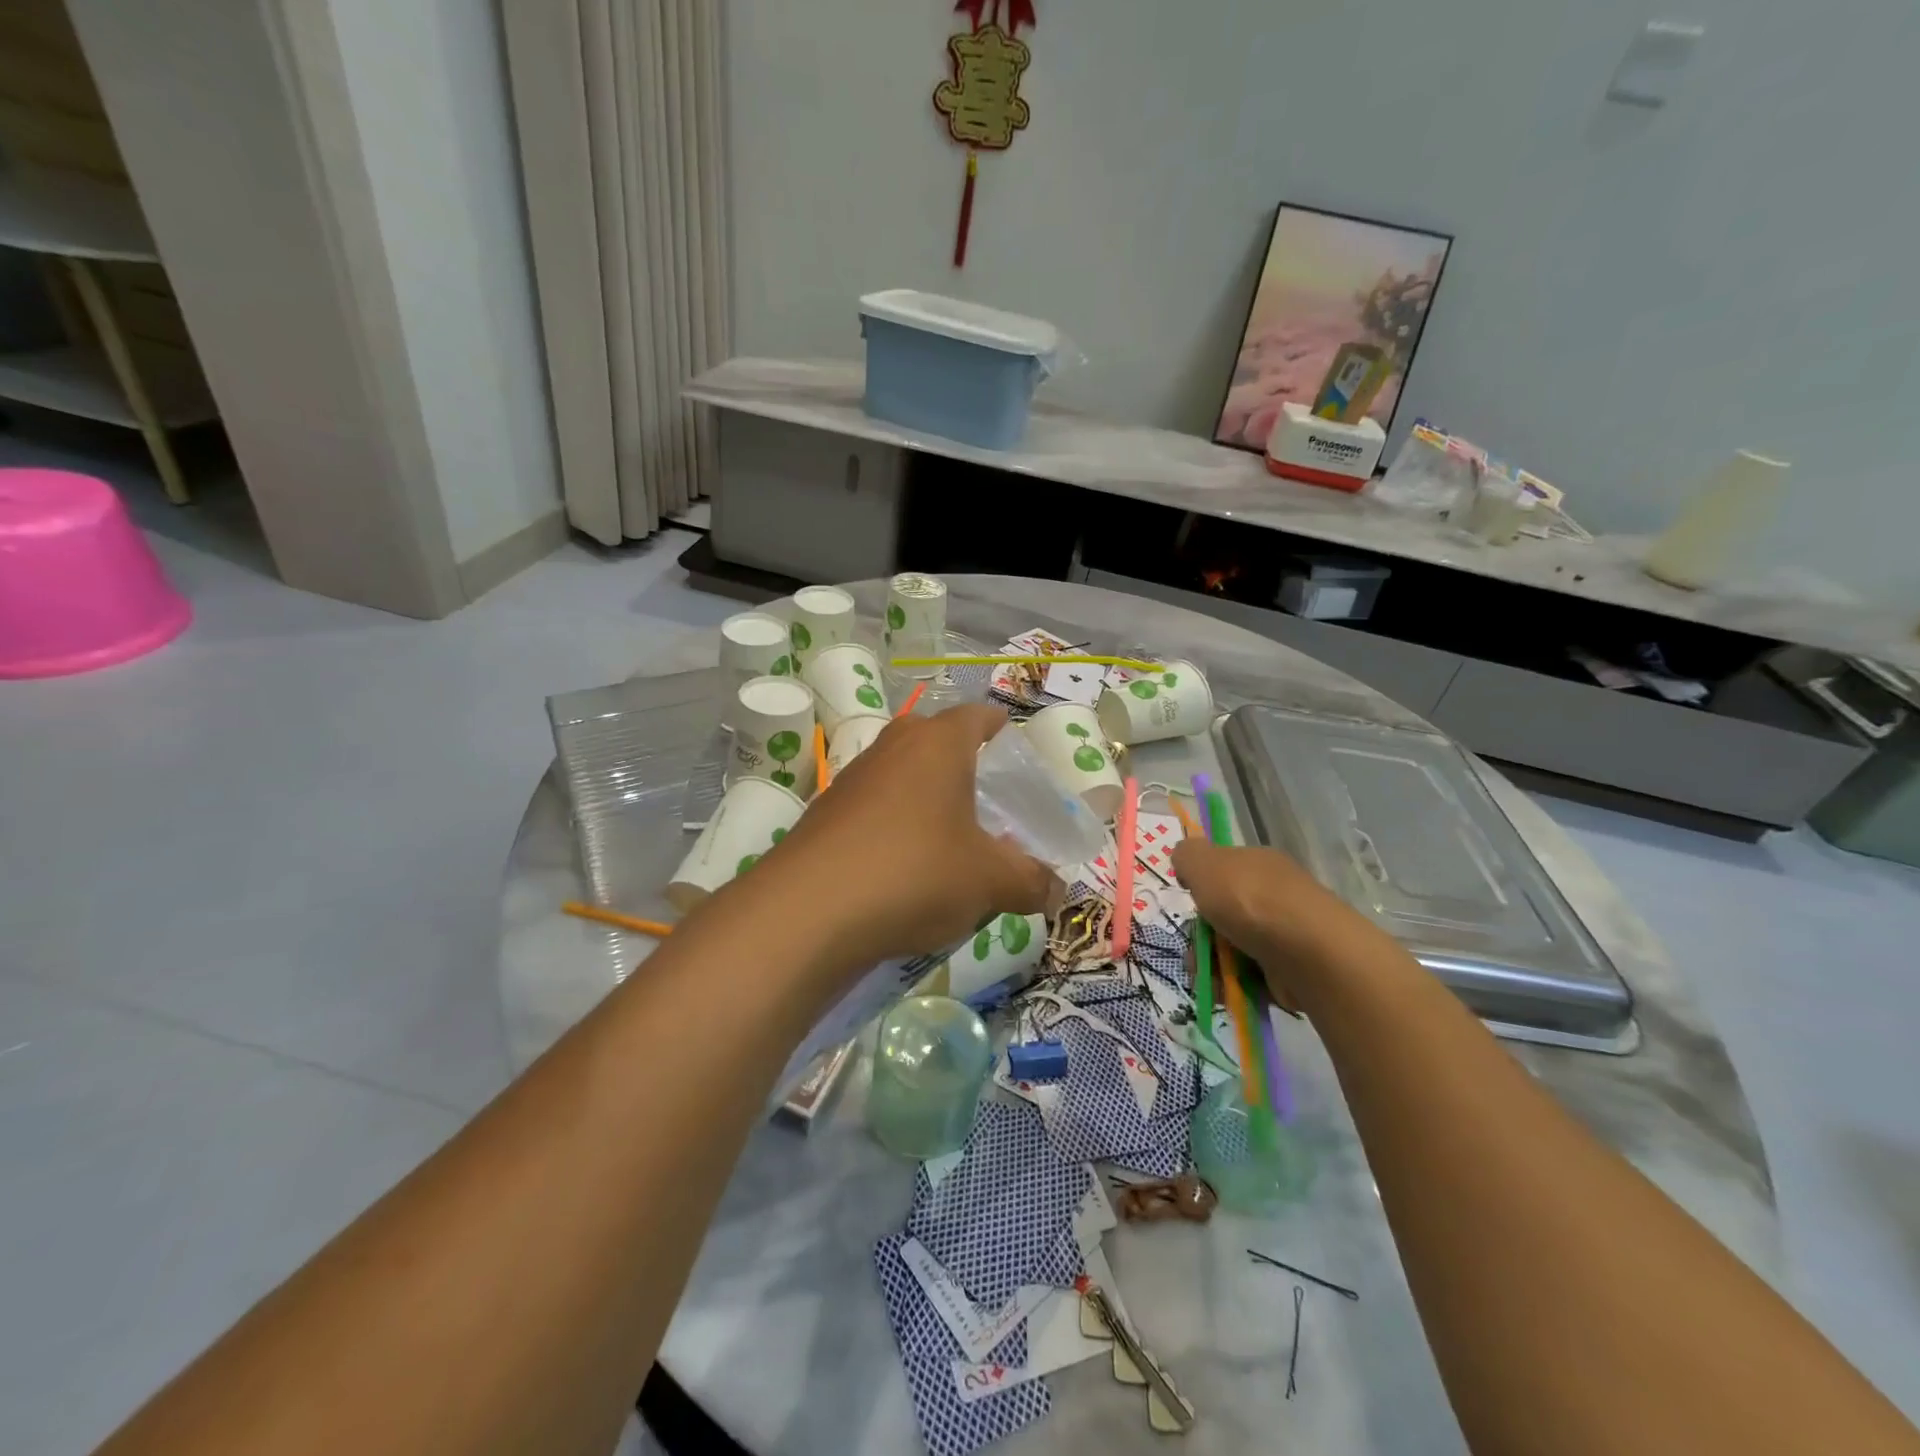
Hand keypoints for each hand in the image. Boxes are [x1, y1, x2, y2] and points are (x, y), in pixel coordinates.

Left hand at [758, 705, 1056, 976]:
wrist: (808, 912)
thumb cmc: (915, 873)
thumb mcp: (989, 882)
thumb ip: (1031, 881)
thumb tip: (1057, 892)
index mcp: (939, 743)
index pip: (979, 716)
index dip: (1002, 730)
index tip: (1018, 756)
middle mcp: (893, 747)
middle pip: (937, 740)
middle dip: (964, 766)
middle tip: (989, 804)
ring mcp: (853, 778)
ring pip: (902, 775)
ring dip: (926, 799)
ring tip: (950, 841)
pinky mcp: (825, 813)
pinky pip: (874, 808)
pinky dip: (894, 827)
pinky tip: (904, 869)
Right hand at [1171, 839, 1376, 999]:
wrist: (1308, 954)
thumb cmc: (1250, 901)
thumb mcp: (1204, 863)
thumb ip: (1187, 856)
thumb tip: (1185, 862)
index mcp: (1258, 863)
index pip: (1223, 871)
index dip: (1201, 888)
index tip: (1191, 904)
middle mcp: (1275, 894)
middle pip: (1224, 914)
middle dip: (1201, 937)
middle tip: (1195, 954)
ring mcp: (1286, 933)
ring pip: (1234, 948)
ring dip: (1213, 965)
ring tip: (1208, 978)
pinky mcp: (1293, 969)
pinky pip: (1253, 975)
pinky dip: (1236, 984)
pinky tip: (1226, 991)